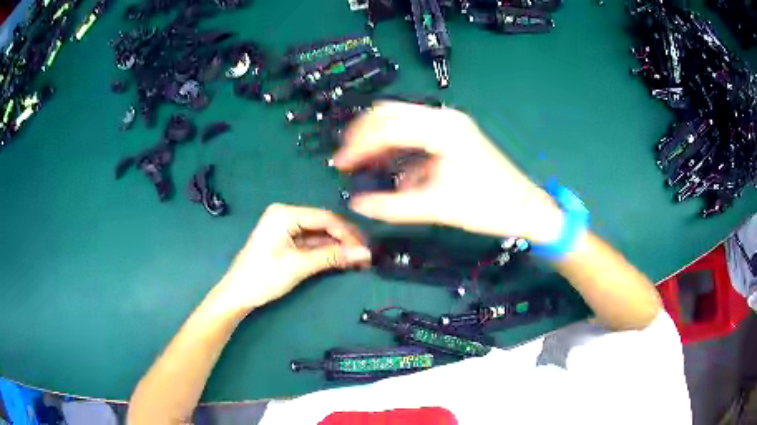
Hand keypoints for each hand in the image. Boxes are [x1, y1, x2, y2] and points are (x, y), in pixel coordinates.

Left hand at [216, 203, 371, 310]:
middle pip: (322, 224)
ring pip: (318, 234)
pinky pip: (310, 243)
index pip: (325, 218)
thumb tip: (364, 253)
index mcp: (285, 213)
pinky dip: (325, 252)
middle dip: (344, 240)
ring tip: (357, 259)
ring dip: (336, 247)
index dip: (347, 233)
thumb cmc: (263, 277)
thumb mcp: (298, 266)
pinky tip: (341, 259)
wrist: (237, 294)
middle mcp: (286, 215)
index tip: (365, 249)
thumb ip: (331, 257)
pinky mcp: (285, 241)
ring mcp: (285, 228)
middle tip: (365, 255)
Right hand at [333, 101, 563, 242]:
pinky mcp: (453, 134)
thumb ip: (392, 206)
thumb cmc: (488, 207)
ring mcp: (450, 123)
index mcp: (442, 129)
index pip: (387, 126)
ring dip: (379, 138)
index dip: (358, 145)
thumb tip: (356, 204)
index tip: (340, 164)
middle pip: (390, 112)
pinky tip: (391, 167)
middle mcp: (444, 118)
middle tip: (346, 158)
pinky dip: (398, 146)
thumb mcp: (437, 208)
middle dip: (363, 134)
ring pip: (401, 119)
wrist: (526, 208)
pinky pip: (416, 131)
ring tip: (363, 162)